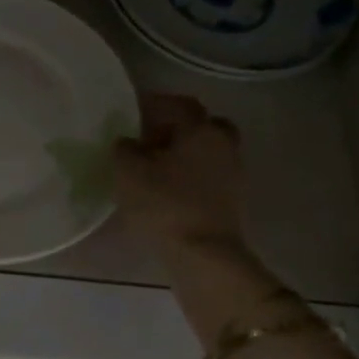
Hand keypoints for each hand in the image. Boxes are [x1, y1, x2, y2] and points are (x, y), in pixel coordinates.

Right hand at [113, 94, 246, 252]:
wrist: (203, 255)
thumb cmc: (165, 205)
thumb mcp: (128, 173)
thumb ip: (125, 149)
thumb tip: (128, 142)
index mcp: (201, 130)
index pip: (179, 104)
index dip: (156, 103)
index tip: (134, 110)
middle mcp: (223, 145)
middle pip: (202, 125)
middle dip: (177, 128)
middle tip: (150, 138)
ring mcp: (233, 173)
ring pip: (207, 151)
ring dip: (184, 153)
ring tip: (154, 167)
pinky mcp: (232, 200)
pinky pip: (209, 175)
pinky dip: (190, 175)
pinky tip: (168, 188)